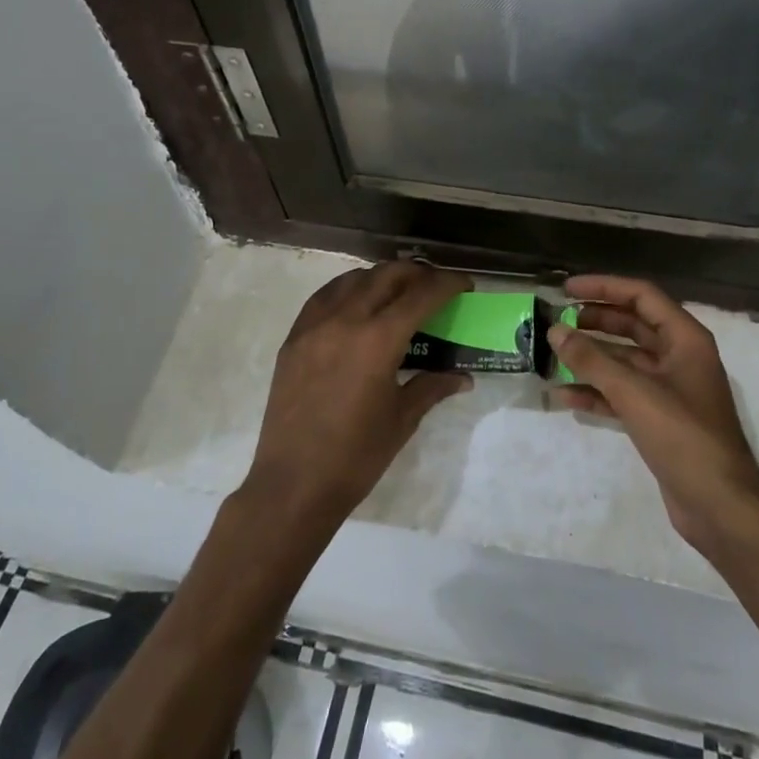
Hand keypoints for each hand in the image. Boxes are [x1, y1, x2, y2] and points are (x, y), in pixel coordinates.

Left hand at [245, 261, 473, 528]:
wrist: (293, 484)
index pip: (421, 294)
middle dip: (418, 273)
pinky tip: (357, 303)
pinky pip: (324, 297)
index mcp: (378, 340)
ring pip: (354, 279)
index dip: (448, 283)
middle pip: (387, 275)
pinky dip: (347, 289)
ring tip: (398, 292)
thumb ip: (432, 386)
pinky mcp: (293, 338)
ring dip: (382, 277)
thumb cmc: (356, 456)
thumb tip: (463, 377)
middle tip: (435, 286)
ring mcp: (314, 326)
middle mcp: (345, 320)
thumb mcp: (402, 419)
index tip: (465, 284)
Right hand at [548, 275, 758, 552]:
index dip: (604, 287)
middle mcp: (680, 357)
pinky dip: (597, 392)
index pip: (642, 296)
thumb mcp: (634, 392)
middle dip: (596, 321)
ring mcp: (671, 389)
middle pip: (633, 325)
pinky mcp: (660, 419)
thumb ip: (592, 359)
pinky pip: (623, 394)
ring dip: (592, 357)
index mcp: (685, 339)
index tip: (567, 289)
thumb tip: (555, 331)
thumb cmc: (684, 436)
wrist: (720, 506)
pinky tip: (565, 395)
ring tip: (555, 354)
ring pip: (625, 361)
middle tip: (559, 321)